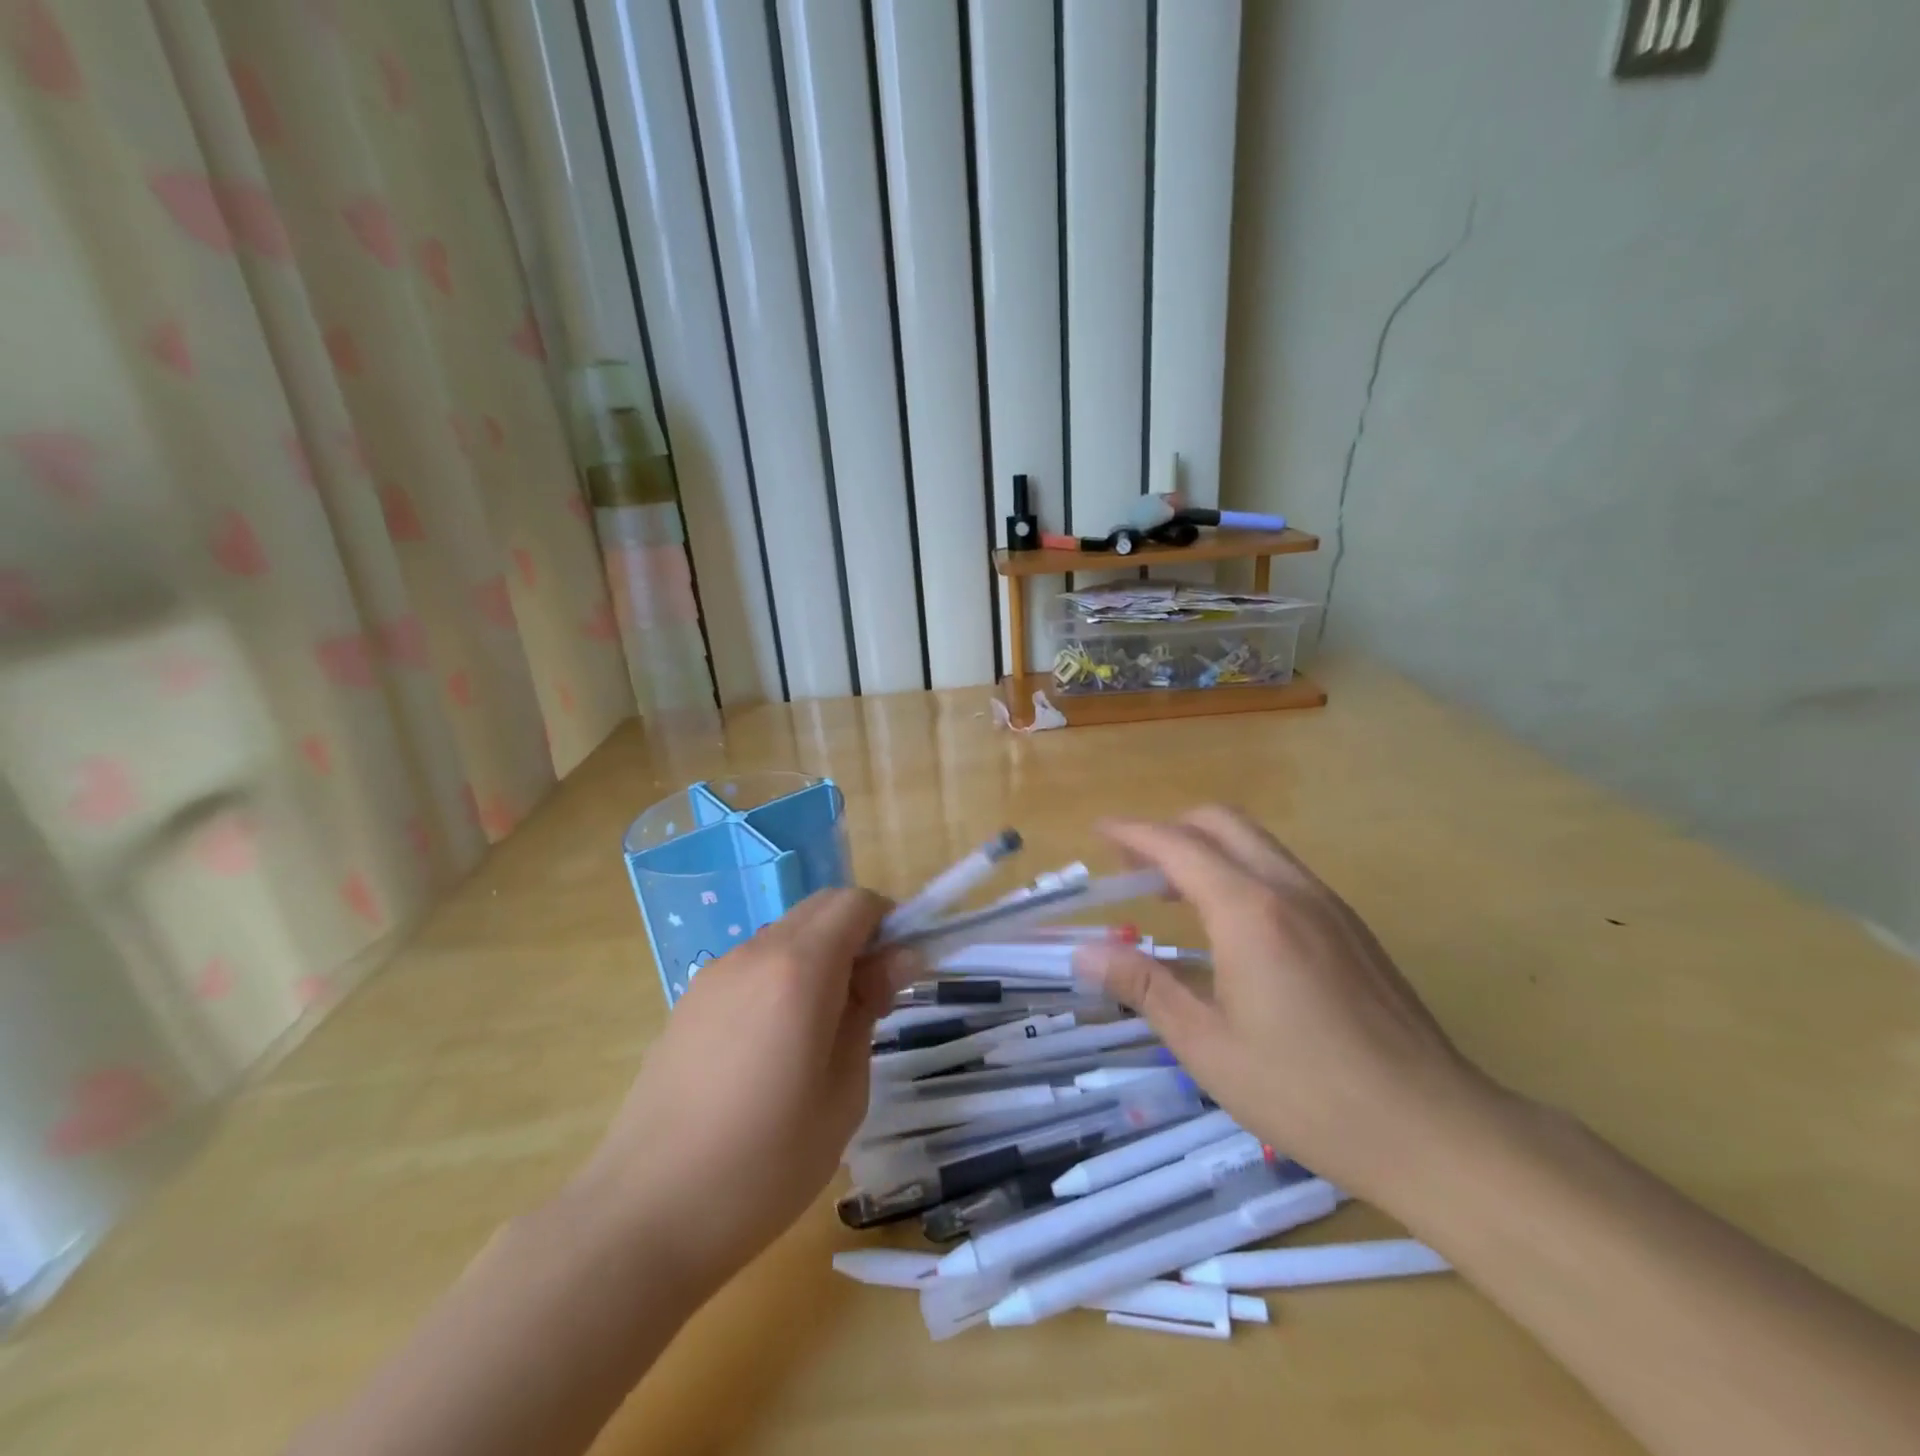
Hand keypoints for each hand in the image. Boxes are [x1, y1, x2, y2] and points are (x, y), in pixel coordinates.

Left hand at [569, 888, 901, 1298]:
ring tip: (823, 1029)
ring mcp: (715, 975)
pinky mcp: (689, 1002)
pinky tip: (775, 1046)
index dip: (889, 923)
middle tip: (872, 998)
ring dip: (819, 956)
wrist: (644, 1217)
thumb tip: (898, 958)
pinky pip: (752, 965)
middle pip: (820, 908)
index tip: (901, 972)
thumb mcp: (844, 1091)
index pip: (855, 903)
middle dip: (857, 934)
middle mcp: (754, 954)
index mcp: (798, 969)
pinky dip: (782, 977)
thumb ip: (869, 1009)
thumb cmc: (765, 1164)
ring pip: (785, 935)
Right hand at [1071, 807, 1499, 1207]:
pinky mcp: (1351, 926)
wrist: (1435, 1129)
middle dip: (1170, 830)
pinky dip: (1241, 871)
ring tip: (1172, 894)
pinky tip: (1231, 926)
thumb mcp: (1208, 1046)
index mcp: (1249, 911)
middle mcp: (1290, 889)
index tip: (1099, 831)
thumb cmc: (1307, 1093)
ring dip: (1207, 849)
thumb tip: (1086, 953)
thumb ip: (1144, 987)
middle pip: (1221, 823)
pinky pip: (1283, 871)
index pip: (1177, 846)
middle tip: (1134, 865)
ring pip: (1256, 843)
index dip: (1132, 832)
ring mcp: (1328, 904)